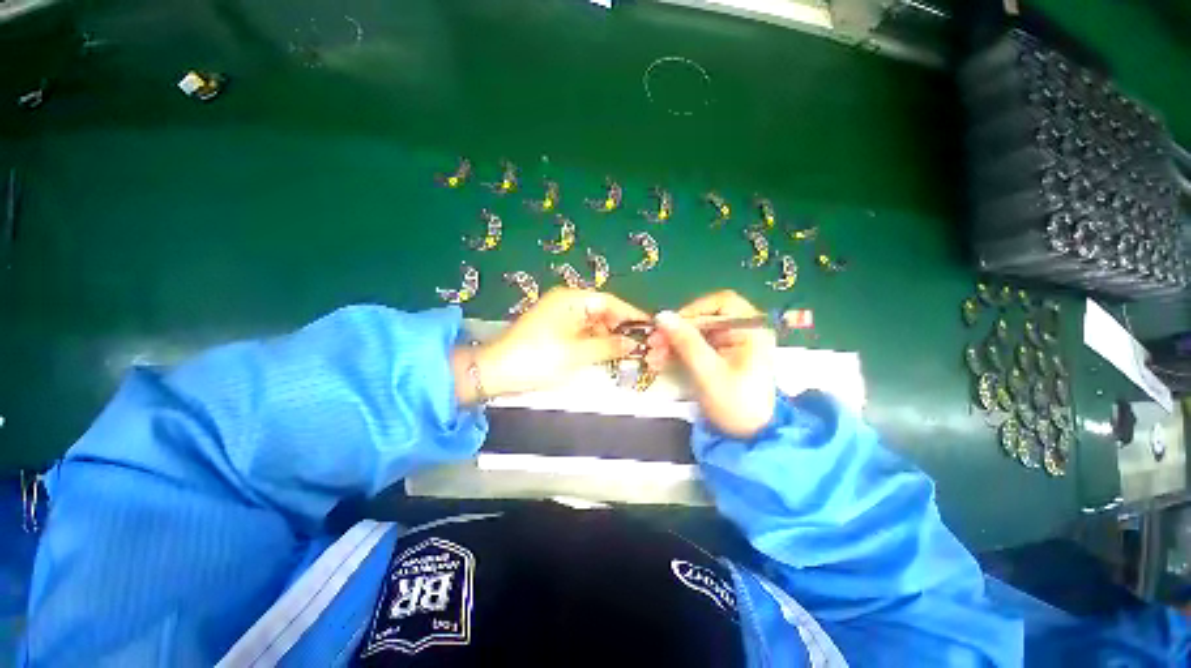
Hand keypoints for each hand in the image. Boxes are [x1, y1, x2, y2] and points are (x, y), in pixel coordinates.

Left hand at [452, 288, 646, 402]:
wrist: (495, 372)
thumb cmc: (538, 359)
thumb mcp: (577, 354)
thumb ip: (608, 346)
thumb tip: (633, 343)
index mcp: (571, 300)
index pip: (610, 302)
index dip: (632, 316)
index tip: (651, 329)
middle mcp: (566, 302)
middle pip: (603, 312)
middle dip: (622, 328)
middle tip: (641, 346)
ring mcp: (559, 316)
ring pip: (593, 323)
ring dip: (609, 337)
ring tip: (628, 353)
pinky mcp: (554, 330)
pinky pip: (582, 332)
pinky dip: (595, 342)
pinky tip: (607, 354)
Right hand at [645, 291, 776, 437]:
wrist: (750, 438)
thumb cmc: (736, 404)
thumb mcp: (709, 372)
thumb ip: (686, 342)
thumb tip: (662, 315)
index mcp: (751, 330)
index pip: (721, 303)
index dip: (693, 310)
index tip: (670, 326)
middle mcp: (743, 331)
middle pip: (705, 318)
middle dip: (677, 331)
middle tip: (653, 343)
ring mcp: (731, 344)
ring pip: (697, 332)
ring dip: (673, 343)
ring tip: (653, 357)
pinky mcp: (721, 357)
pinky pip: (696, 346)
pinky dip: (679, 352)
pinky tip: (661, 361)